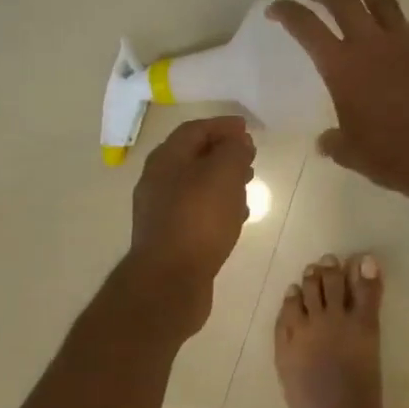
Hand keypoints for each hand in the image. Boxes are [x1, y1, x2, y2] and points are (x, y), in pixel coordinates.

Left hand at [124, 116, 256, 333]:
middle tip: (250, 157)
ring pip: (197, 186)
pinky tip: (236, 218)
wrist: (170, 281)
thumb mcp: (223, 175)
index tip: (247, 129)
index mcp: (166, 160)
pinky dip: (218, 207)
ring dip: (223, 181)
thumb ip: (233, 151)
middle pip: (193, 157)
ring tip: (248, 186)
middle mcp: (158, 181)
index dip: (222, 126)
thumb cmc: (198, 220)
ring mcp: (162, 212)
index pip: (195, 130)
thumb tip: (237, 141)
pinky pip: (197, 213)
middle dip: (224, 154)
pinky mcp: (171, 238)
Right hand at [268, 0, 408, 193]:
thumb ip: (334, 141)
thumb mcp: (350, 152)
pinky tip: (393, 29)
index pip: (306, 27)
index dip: (287, 12)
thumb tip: (327, 141)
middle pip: (343, 0)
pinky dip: (393, 20)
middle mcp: (371, 44)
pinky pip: (408, 26)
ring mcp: (405, 42)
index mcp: (342, 67)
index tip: (276, 9)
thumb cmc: (389, 154)